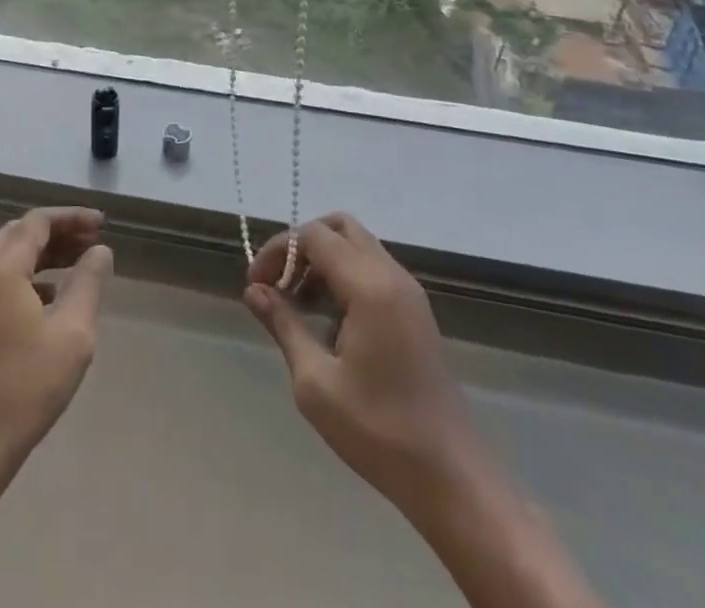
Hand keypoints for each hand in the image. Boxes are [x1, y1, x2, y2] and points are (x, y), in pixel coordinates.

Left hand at [0, 207, 113, 468]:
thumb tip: (99, 251)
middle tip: (92, 239)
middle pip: (20, 234)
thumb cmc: (24, 386)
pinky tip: (52, 299)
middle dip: (58, 232)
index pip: (38, 222)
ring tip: (79, 263)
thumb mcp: (71, 333)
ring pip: (10, 258)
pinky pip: (2, 282)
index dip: (72, 217)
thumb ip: (87, 283)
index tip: (103, 224)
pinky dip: (30, 277)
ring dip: (44, 254)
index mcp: (1, 268)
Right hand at [244, 214, 476, 503]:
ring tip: (297, 304)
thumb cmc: (379, 431)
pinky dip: (343, 276)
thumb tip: (253, 291)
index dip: (278, 250)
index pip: (313, 235)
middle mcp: (392, 276)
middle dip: (301, 245)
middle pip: (339, 227)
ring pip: (356, 245)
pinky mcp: (415, 311)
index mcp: (369, 286)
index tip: (257, 286)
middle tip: (279, 284)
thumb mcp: (316, 383)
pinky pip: (372, 269)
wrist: (451, 477)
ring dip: (322, 261)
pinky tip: (328, 321)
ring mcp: (408, 292)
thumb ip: (283, 325)